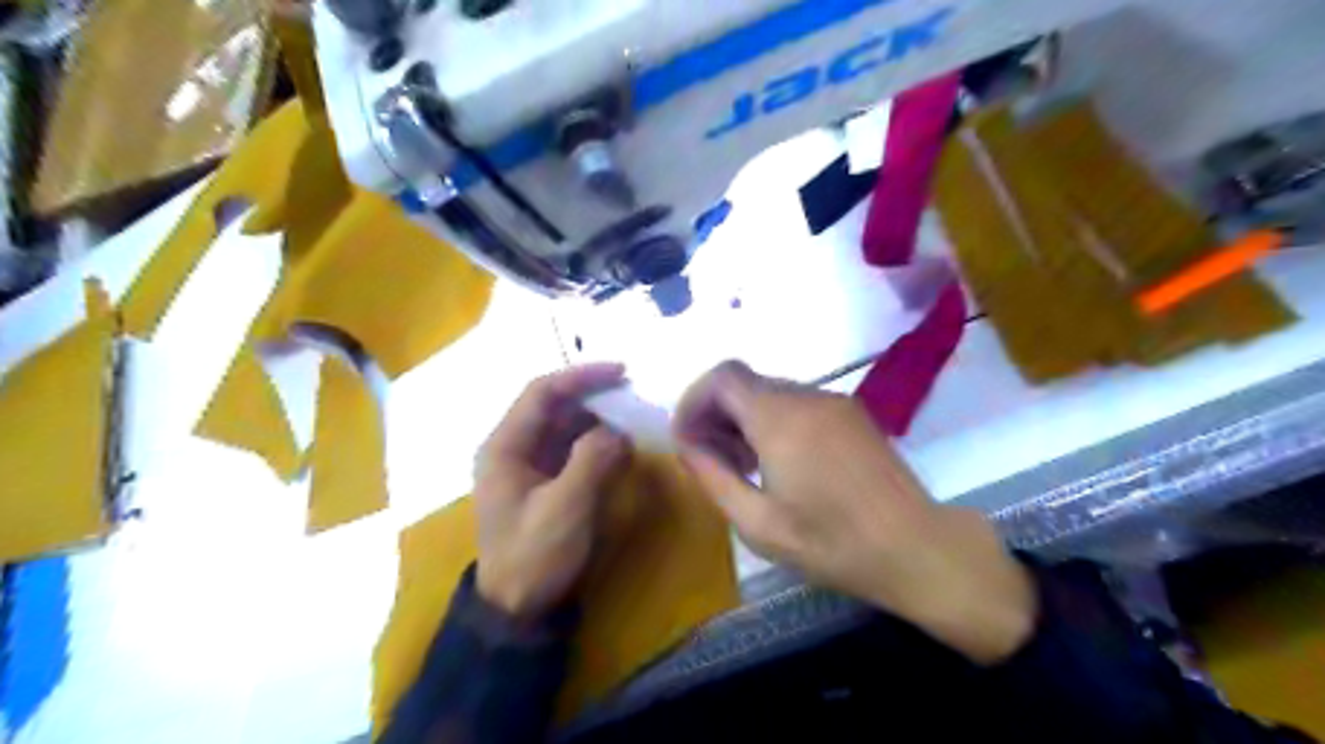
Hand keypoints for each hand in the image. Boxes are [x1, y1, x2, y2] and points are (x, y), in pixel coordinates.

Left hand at [477, 364, 629, 618]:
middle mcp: (514, 448)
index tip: (621, 372)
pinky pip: (573, 451)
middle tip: (634, 396)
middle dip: (594, 398)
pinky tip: (621, 449)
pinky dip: (598, 445)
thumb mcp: (564, 507)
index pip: (542, 392)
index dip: (581, 377)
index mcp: (505, 446)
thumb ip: (592, 460)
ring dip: (599, 421)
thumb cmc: (533, 556)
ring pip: (567, 427)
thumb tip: (618, 432)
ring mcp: (530, 466)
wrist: (517, 611)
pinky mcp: (546, 483)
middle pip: (555, 407)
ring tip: (633, 421)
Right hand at [676, 360, 1039, 661]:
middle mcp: (807, 396)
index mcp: (780, 419)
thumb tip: (687, 446)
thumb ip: (713, 477)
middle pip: (745, 383)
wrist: (917, 548)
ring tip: (742, 465)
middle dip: (716, 413)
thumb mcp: (759, 524)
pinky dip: (774, 421)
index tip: (687, 438)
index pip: (723, 377)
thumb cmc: (833, 543)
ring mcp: (834, 402)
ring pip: (771, 393)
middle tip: (709, 458)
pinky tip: (779, 462)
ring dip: (745, 419)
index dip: (694, 400)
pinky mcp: (853, 414)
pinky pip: (798, 404)